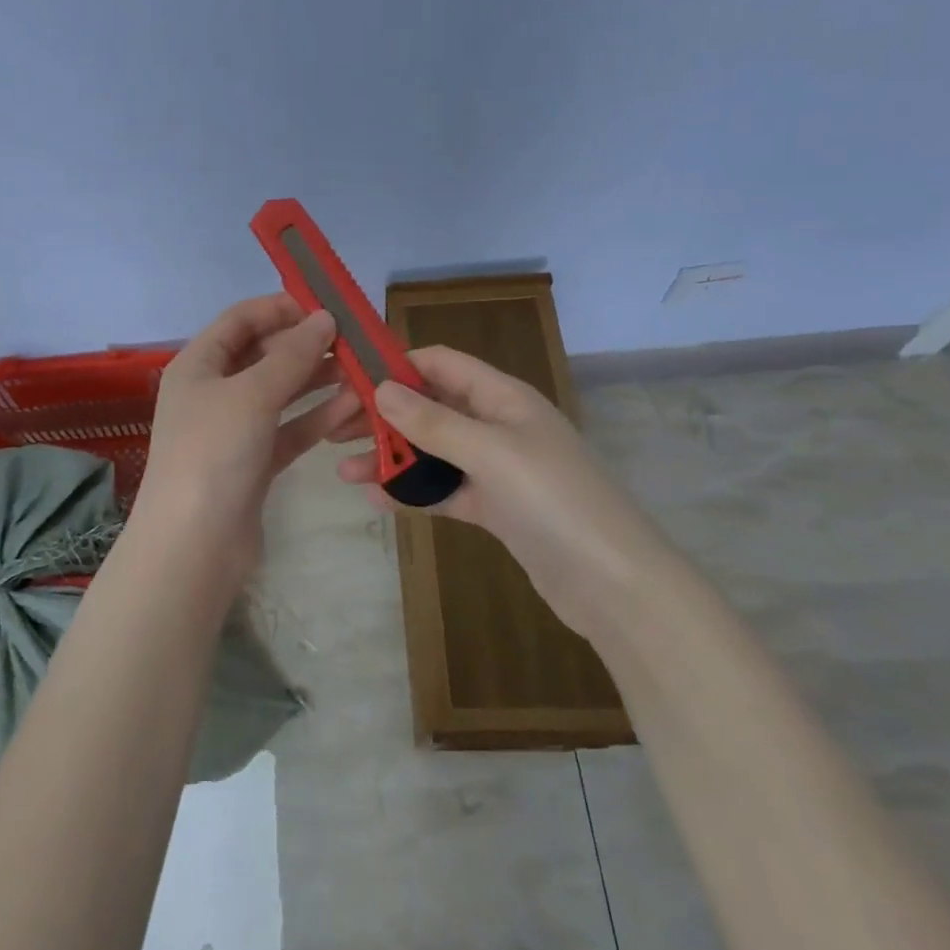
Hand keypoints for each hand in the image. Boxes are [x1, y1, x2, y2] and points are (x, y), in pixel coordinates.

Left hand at [131, 295, 359, 587]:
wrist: (194, 545)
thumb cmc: (213, 452)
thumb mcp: (251, 394)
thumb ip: (291, 355)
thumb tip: (325, 318)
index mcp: (198, 364)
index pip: (240, 320)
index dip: (281, 307)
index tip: (327, 306)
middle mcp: (214, 391)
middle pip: (263, 354)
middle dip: (307, 345)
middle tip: (355, 341)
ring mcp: (234, 428)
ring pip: (282, 393)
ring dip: (318, 380)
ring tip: (364, 371)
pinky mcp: (255, 461)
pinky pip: (290, 428)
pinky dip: (317, 417)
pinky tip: (353, 407)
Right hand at [336, 345, 669, 635]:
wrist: (614, 585)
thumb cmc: (553, 500)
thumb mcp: (490, 452)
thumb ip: (433, 421)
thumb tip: (382, 388)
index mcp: (503, 397)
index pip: (440, 363)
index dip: (395, 365)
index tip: (348, 377)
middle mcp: (497, 425)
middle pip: (430, 407)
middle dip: (383, 415)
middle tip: (335, 428)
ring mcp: (496, 468)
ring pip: (432, 451)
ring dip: (391, 456)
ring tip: (344, 469)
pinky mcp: (495, 507)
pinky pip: (443, 489)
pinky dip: (412, 491)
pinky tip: (376, 498)